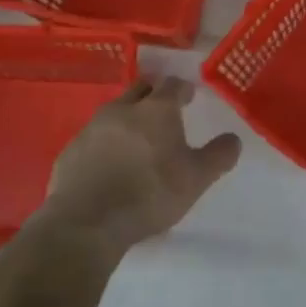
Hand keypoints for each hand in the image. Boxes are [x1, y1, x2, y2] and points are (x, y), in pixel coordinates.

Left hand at [40, 77, 240, 255]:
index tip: (188, 97)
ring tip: (136, 139)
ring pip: (115, 111)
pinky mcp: (71, 150)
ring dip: (127, 118)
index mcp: (156, 109)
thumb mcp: (196, 179)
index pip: (173, 84)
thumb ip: (218, 156)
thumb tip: (234, 139)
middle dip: (153, 94)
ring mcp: (93, 127)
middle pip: (141, 89)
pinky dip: (105, 143)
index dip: (182, 89)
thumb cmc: (149, 194)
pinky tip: (109, 164)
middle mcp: (123, 108)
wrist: (87, 222)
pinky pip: (93, 137)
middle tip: (163, 111)